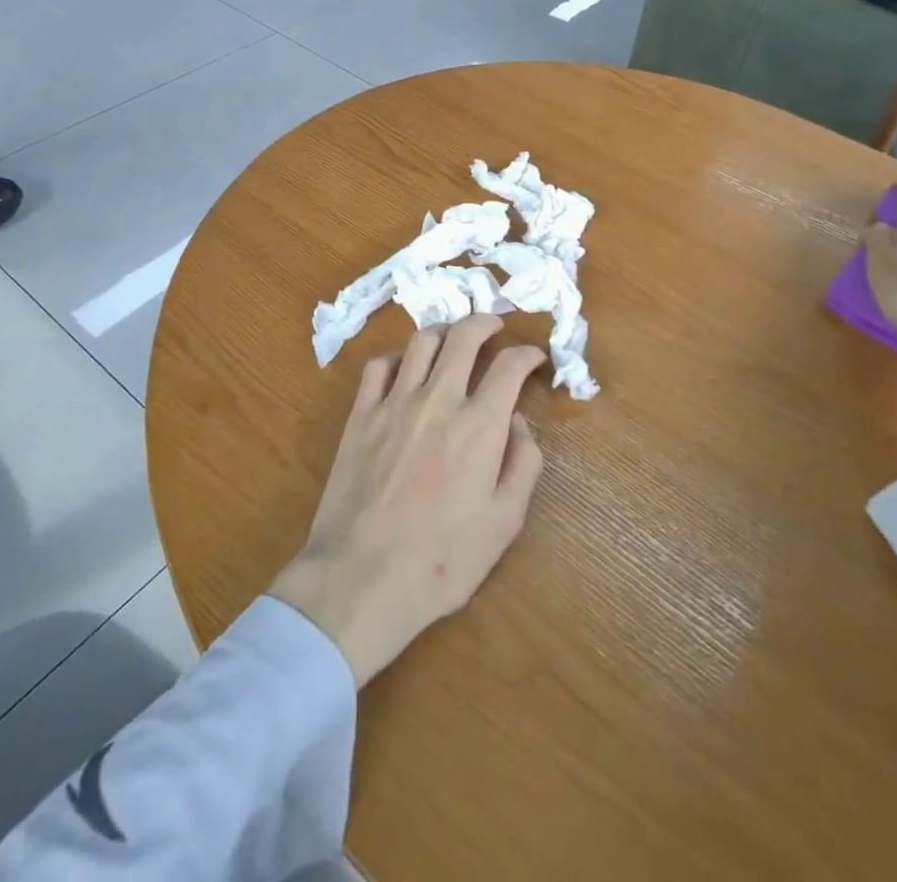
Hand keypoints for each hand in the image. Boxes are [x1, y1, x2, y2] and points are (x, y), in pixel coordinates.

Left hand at [270, 317, 546, 686]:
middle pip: (464, 337)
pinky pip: (378, 366)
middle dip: (485, 322)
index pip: (510, 366)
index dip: (528, 354)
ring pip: (421, 342)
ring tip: (453, 337)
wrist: (363, 575)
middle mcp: (438, 399)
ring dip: (444, 331)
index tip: (535, 356)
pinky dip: (397, 357)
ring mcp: (394, 402)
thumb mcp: (503, 523)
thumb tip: (520, 423)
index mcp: (479, 425)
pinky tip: (404, 367)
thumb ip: (522, 465)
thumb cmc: (441, 559)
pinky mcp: (361, 414)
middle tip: (495, 325)